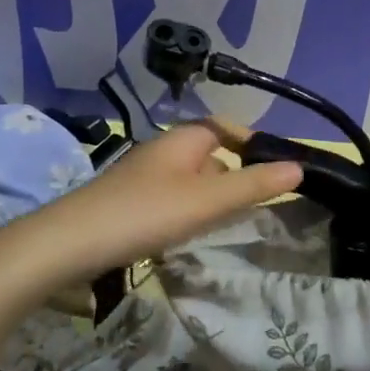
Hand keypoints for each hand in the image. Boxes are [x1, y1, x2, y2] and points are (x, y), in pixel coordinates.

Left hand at [18, 118, 301, 283]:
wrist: (71, 243)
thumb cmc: (146, 213)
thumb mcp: (208, 201)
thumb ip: (253, 185)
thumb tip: (299, 167)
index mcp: (182, 140)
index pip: (224, 127)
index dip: (251, 141)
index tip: (274, 167)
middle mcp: (161, 150)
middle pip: (208, 154)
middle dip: (232, 175)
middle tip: (254, 204)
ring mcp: (141, 176)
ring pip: (188, 180)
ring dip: (209, 197)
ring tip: (225, 223)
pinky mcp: (126, 202)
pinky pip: (168, 199)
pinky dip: (185, 211)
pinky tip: (185, 235)